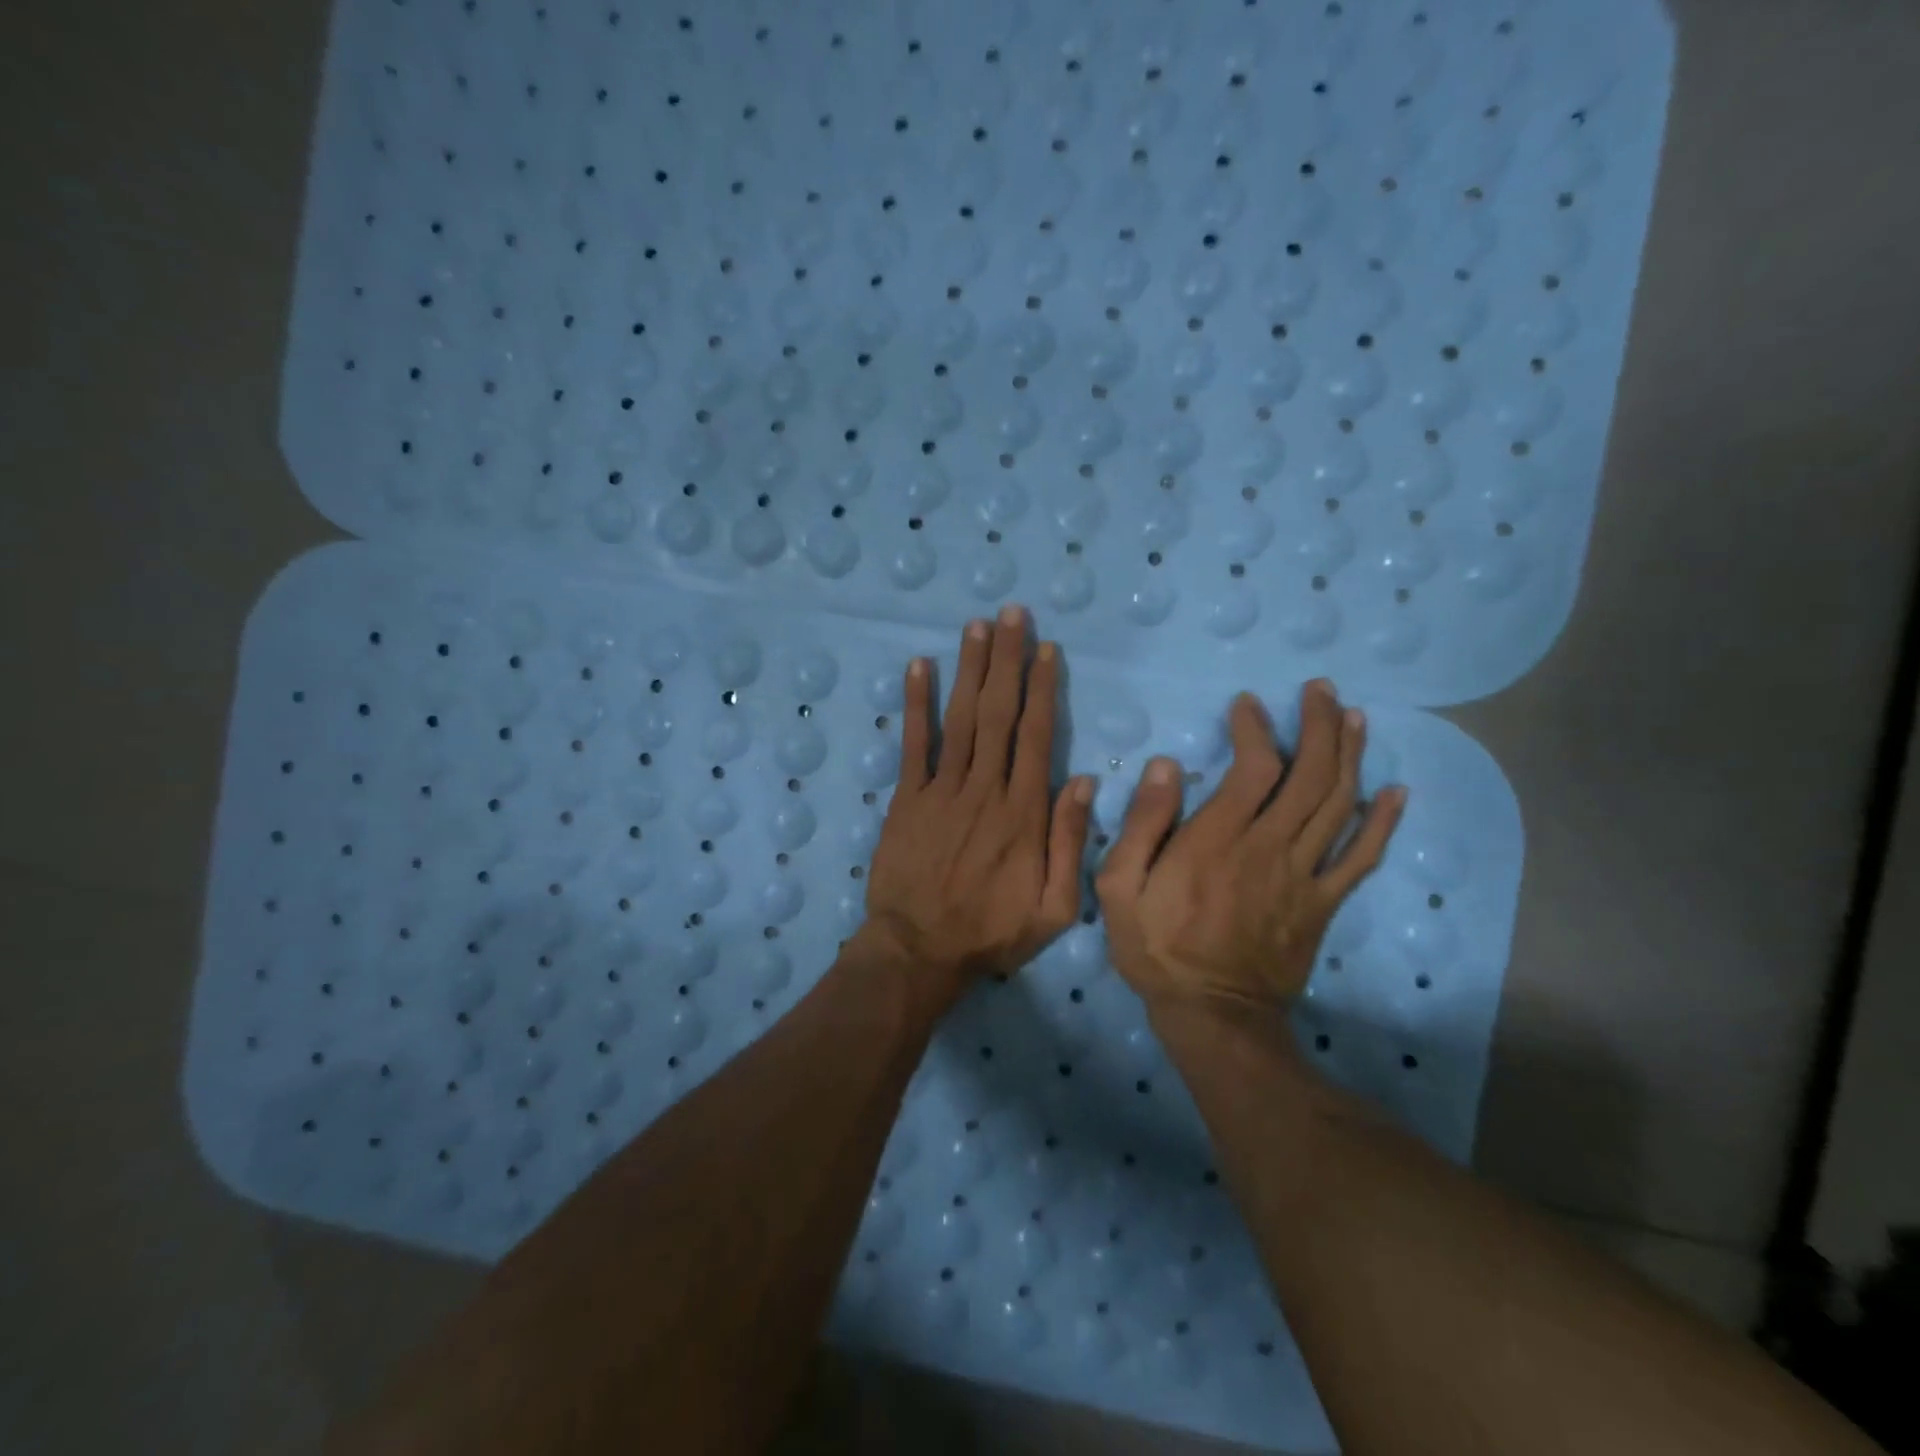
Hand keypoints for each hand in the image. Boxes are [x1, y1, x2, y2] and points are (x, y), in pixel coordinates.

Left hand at [858, 606, 1094, 994]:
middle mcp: (984, 789)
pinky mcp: (906, 799)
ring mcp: (941, 791)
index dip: (1042, 689)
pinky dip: (916, 704)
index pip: (1037, 737)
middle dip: (1007, 660)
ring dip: (969, 669)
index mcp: (1023, 813)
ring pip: (960, 719)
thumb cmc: (991, 932)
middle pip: (999, 714)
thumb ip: (1070, 843)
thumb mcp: (1053, 907)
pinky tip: (920, 667)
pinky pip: (913, 744)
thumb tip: (1082, 781)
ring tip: (976, 626)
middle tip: (1011, 614)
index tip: (1046, 649)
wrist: (918, 950)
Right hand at [1095, 682, 1404, 1016]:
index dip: (1256, 729)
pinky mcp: (1323, 903)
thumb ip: (1143, 824)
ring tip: (1356, 718)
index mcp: (1217, 840)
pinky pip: (1361, 858)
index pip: (1253, 768)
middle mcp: (1269, 848)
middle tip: (1322, 691)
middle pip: (1309, 776)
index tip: (1249, 704)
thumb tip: (1168, 767)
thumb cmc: (1158, 948)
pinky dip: (1381, 823)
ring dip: (1350, 756)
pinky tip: (1394, 792)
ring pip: (1338, 805)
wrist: (1212, 1014)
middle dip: (1319, 726)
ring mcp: (1303, 876)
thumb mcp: (1120, 887)